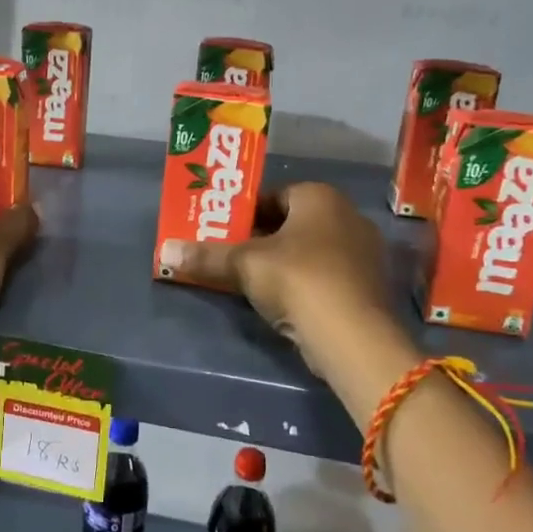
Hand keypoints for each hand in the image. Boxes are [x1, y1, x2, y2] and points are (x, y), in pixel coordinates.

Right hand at [158, 183, 404, 375]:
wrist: (352, 335)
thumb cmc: (297, 279)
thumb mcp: (244, 265)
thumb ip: (206, 256)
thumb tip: (164, 251)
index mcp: (320, 197)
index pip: (274, 195)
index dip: (245, 213)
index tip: (223, 232)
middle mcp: (348, 216)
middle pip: (292, 223)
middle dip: (262, 238)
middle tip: (231, 256)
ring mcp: (363, 253)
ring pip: (310, 251)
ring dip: (282, 263)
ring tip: (251, 281)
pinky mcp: (368, 287)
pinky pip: (326, 275)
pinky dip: (304, 284)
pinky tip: (283, 303)